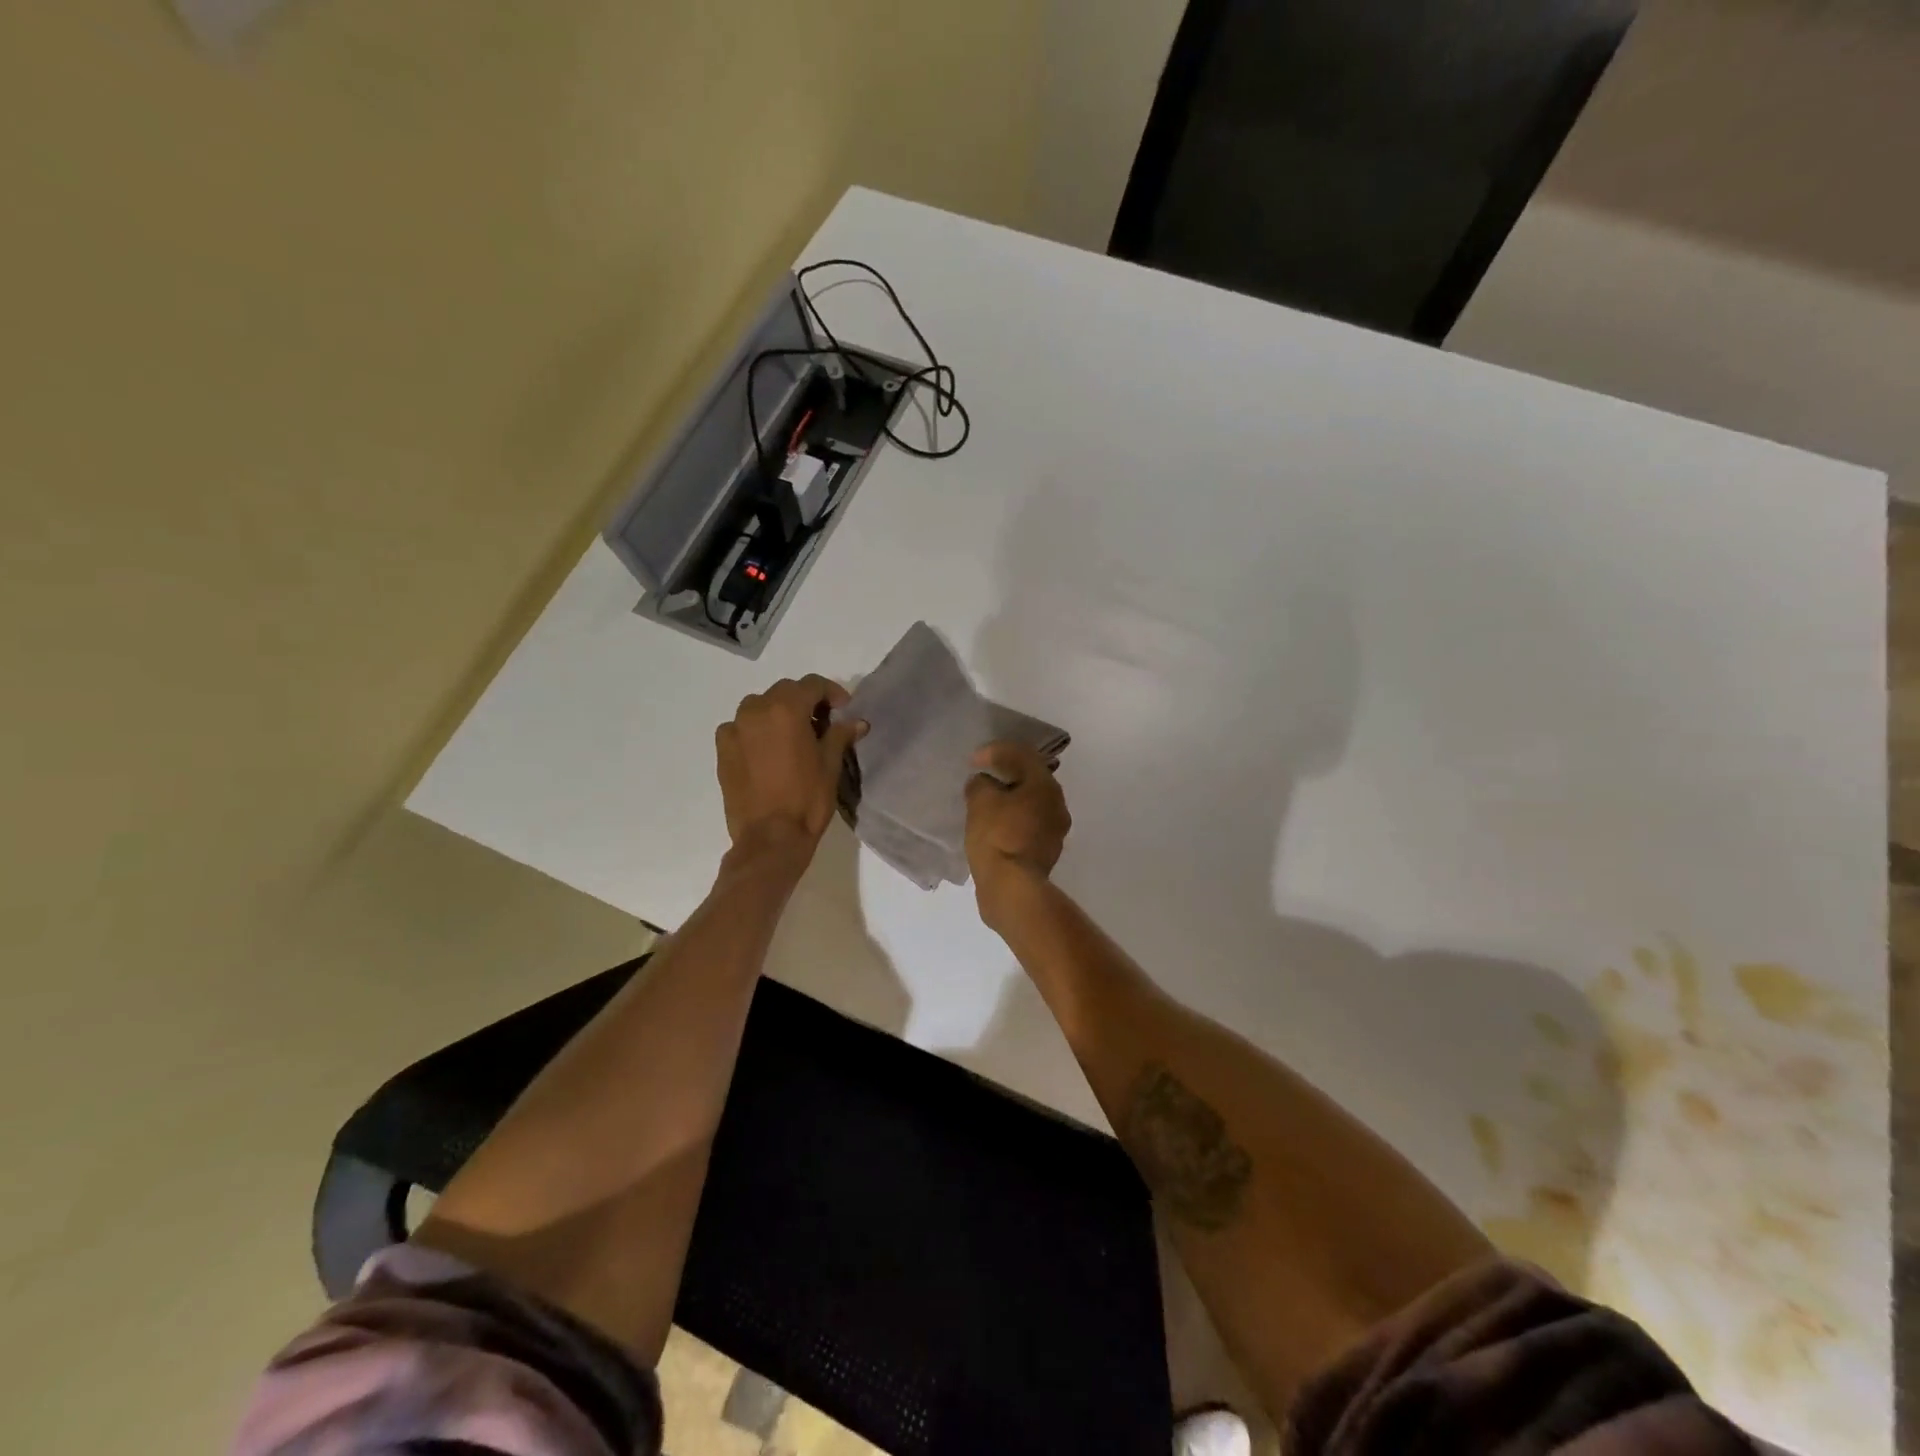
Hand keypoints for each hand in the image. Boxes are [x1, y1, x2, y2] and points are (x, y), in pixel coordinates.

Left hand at [716, 675, 864, 860]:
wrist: (769, 838)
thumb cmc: (807, 799)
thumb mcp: (830, 765)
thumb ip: (840, 735)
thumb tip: (857, 722)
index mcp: (786, 709)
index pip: (812, 684)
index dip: (832, 692)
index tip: (844, 709)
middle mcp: (756, 710)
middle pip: (785, 692)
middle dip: (805, 701)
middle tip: (822, 723)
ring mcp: (735, 729)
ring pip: (759, 706)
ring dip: (778, 713)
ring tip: (793, 737)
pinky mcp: (722, 750)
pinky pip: (741, 727)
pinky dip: (756, 730)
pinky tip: (767, 751)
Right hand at [965, 741, 1070, 916]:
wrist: (1012, 889)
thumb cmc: (997, 837)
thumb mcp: (980, 801)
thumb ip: (981, 784)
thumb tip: (984, 783)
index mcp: (1045, 786)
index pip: (1023, 755)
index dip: (996, 751)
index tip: (974, 760)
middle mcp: (1057, 805)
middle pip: (1031, 779)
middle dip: (1006, 775)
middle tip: (982, 777)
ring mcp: (1055, 831)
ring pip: (1031, 804)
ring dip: (1010, 799)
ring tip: (985, 803)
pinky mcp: (1045, 853)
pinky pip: (1027, 825)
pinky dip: (1012, 820)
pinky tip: (993, 826)